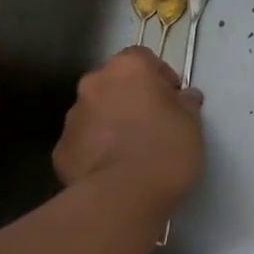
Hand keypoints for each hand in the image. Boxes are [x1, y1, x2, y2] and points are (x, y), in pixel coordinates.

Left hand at [53, 49, 203, 221]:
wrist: (124, 196)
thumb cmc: (166, 148)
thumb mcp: (192, 122)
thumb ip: (186, 103)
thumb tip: (184, 97)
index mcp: (128, 68)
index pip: (142, 58)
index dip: (158, 76)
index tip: (172, 99)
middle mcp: (94, 84)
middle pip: (114, 83)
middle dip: (130, 98)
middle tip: (152, 123)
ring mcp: (73, 118)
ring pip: (96, 112)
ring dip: (110, 123)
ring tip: (131, 151)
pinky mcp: (60, 151)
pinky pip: (83, 143)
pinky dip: (95, 150)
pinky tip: (113, 170)